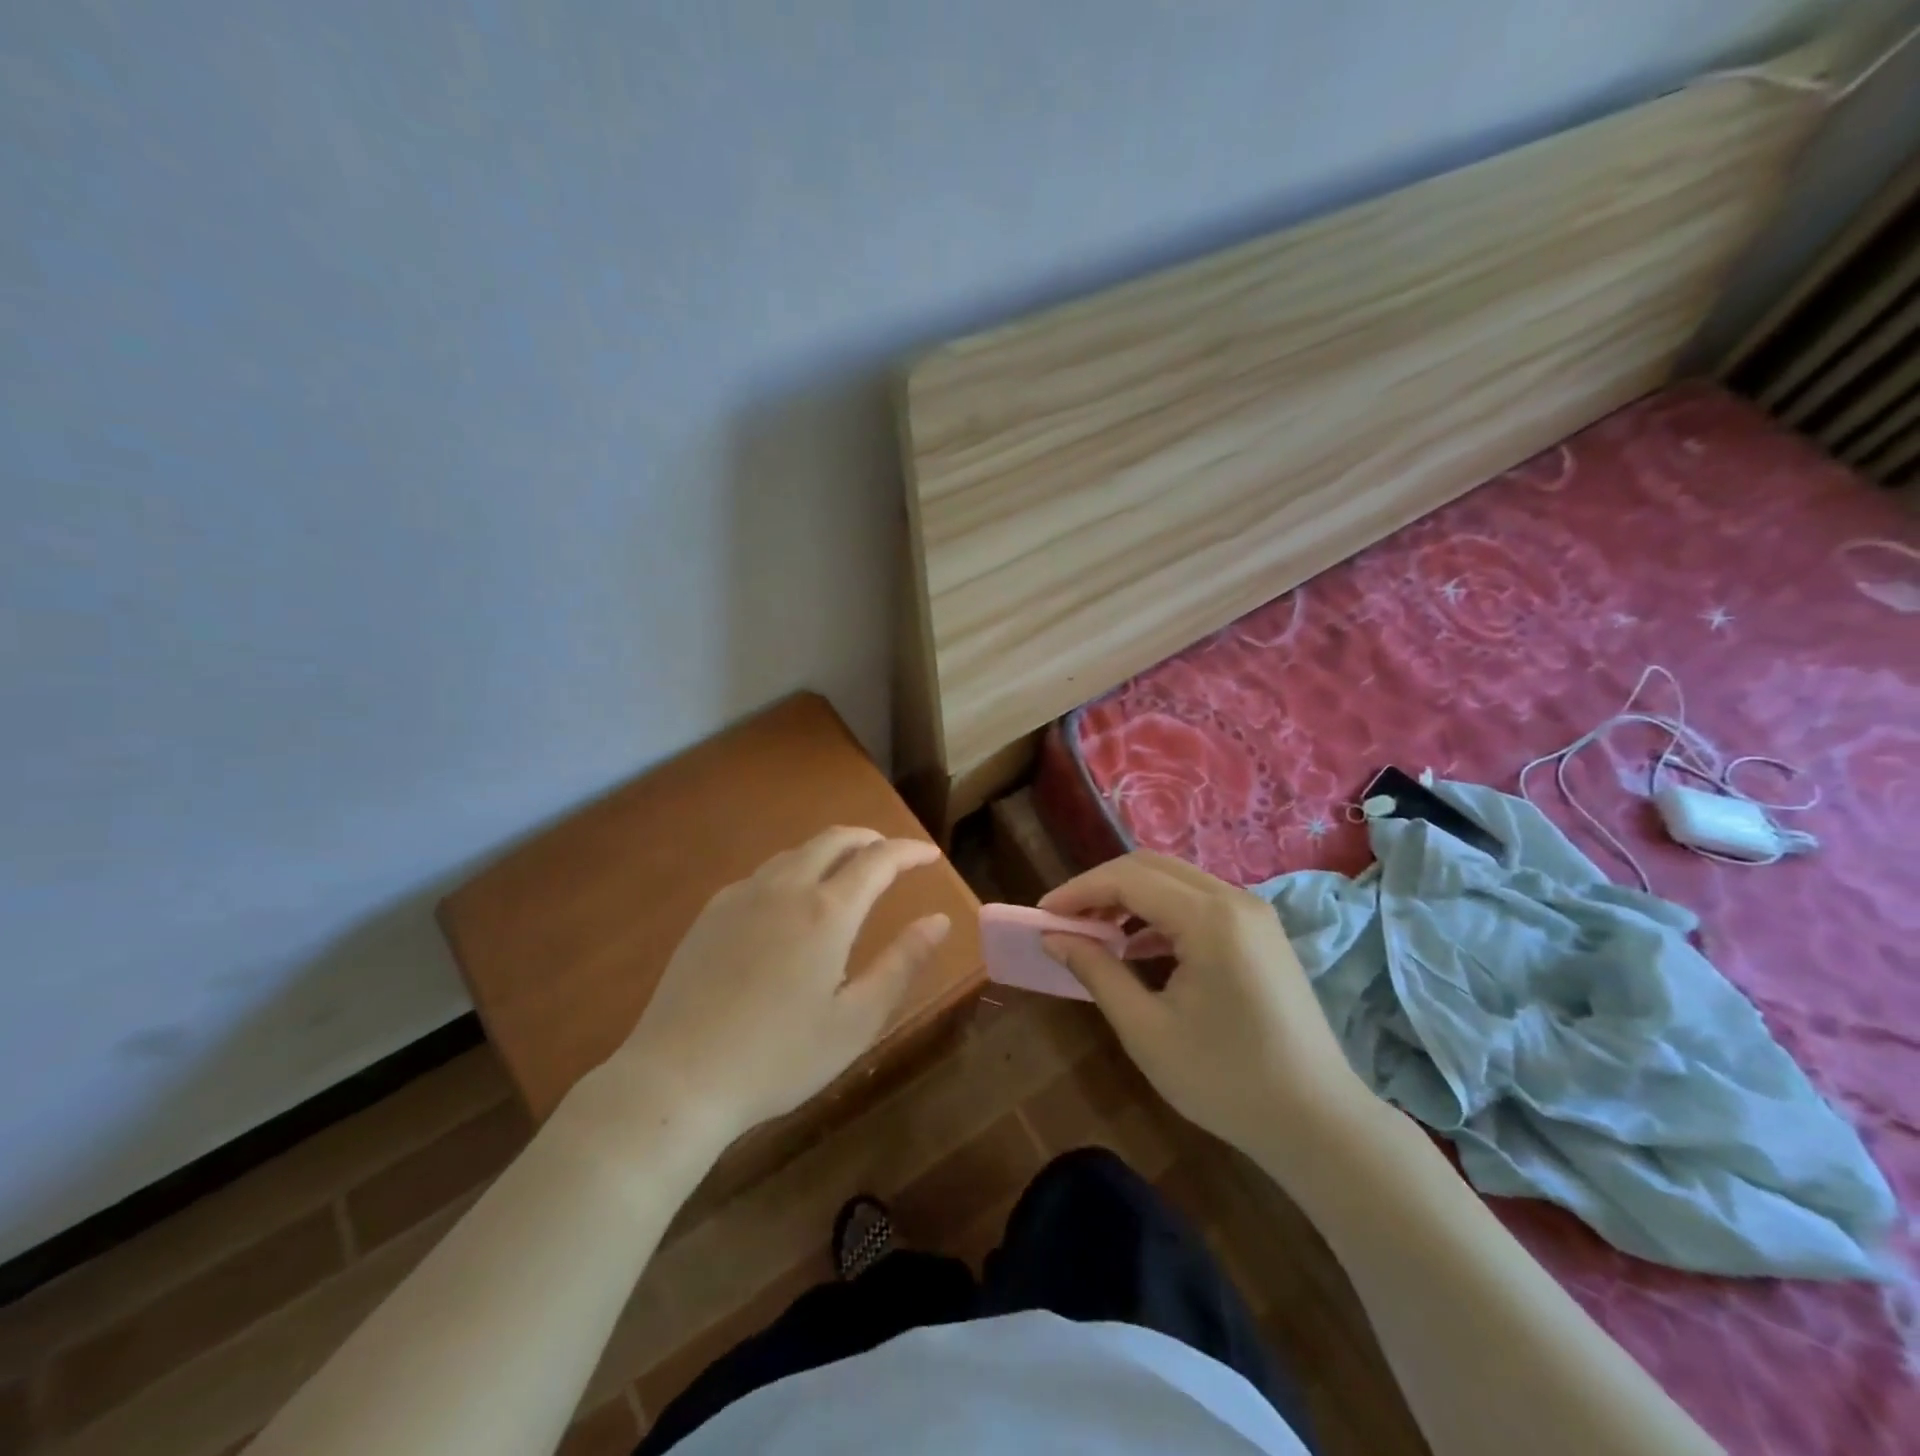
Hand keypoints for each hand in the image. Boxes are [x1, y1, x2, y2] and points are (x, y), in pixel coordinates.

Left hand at [607, 827, 950, 1149]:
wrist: (677, 1078)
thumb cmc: (779, 1057)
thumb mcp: (856, 1020)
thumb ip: (902, 963)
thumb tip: (940, 920)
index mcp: (827, 911)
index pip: (879, 859)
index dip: (909, 851)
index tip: (930, 856)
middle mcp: (786, 888)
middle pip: (834, 839)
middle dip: (870, 839)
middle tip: (892, 856)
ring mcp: (743, 895)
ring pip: (796, 852)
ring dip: (831, 851)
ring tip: (848, 873)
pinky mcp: (712, 912)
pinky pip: (764, 873)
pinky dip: (794, 870)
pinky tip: (792, 902)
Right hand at [1040, 852, 1377, 1174]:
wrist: (1318, 1122)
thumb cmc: (1226, 1080)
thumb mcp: (1146, 1030)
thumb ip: (1097, 972)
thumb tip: (1054, 937)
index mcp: (1210, 918)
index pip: (1128, 878)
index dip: (1078, 891)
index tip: (1042, 914)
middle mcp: (1235, 900)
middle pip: (1151, 866)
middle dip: (1101, 887)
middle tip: (1065, 921)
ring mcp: (1254, 914)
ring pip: (1175, 880)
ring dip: (1130, 896)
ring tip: (1095, 932)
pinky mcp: (1261, 933)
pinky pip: (1199, 902)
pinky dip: (1160, 913)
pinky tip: (1137, 946)